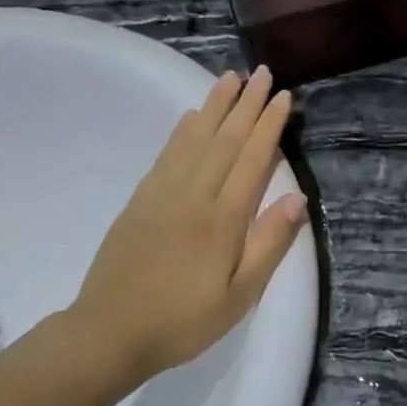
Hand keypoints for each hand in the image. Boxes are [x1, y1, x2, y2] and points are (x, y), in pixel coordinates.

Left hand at [39, 66, 308, 387]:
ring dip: (215, 106)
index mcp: (222, 219)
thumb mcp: (238, 296)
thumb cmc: (183, 321)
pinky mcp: (140, 200)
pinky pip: (167, 155)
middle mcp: (193, 195)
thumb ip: (268, 245)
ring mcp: (162, 194)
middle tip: (262, 72)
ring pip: (195, 139)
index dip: (269, 126)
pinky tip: (191, 117)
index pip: (252, 160)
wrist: (108, 333)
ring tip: (230, 78)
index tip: (282, 96)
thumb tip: (297, 200)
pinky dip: (182, 131)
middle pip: (225, 140)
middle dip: (246, 104)